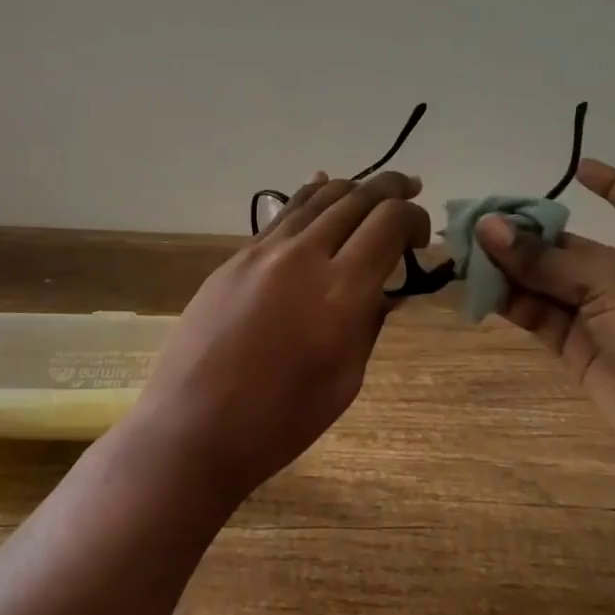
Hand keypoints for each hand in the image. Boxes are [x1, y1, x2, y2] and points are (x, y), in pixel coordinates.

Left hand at [130, 170, 430, 502]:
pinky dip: (309, 197)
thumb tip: (386, 288)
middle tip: (410, 189)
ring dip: (351, 188)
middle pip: (356, 199)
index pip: (389, 223)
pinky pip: (282, 214)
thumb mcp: (346, 378)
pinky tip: (319, 187)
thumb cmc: (280, 421)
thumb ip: (369, 322)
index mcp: (341, 291)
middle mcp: (304, 256)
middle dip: (390, 189)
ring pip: (316, 198)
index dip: (414, 220)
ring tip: (371, 189)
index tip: (421, 239)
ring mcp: (264, 252)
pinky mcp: (236, 258)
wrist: (194, 427)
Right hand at [477, 158, 614, 489]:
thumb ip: (544, 257)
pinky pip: (538, 317)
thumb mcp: (609, 281)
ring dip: (509, 268)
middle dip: (529, 233)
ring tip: (464, 253)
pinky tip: (477, 289)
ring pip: (547, 282)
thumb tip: (487, 227)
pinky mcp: (580, 352)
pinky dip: (510, 303)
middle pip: (571, 245)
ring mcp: (602, 317)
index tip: (578, 169)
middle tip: (478, 222)